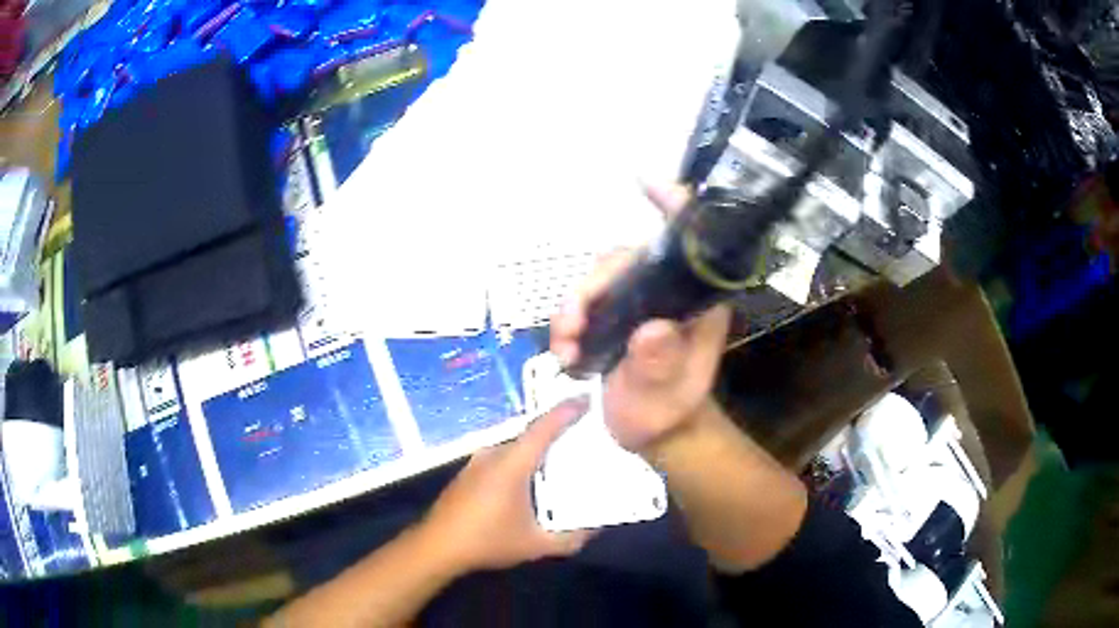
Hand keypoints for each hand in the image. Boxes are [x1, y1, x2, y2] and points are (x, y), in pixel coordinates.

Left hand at [421, 398, 595, 572]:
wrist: (437, 546)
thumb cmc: (487, 541)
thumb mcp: (535, 545)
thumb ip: (570, 539)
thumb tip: (595, 529)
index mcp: (511, 464)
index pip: (543, 428)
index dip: (566, 411)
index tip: (587, 400)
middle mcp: (493, 455)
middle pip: (531, 436)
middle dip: (557, 433)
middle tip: (584, 438)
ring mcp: (477, 462)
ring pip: (516, 448)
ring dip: (538, 451)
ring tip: (562, 461)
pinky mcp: (469, 473)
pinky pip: (502, 458)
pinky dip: (521, 462)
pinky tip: (530, 483)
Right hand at [550, 186, 731, 453]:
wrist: (654, 433)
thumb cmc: (669, 410)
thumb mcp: (667, 394)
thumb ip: (660, 365)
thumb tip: (651, 329)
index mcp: (695, 300)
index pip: (693, 241)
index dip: (674, 207)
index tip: (646, 184)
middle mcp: (668, 291)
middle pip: (626, 259)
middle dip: (592, 286)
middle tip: (572, 326)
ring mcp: (639, 301)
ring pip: (599, 279)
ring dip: (573, 307)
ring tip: (566, 347)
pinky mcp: (615, 315)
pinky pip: (585, 302)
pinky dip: (567, 322)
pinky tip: (564, 351)